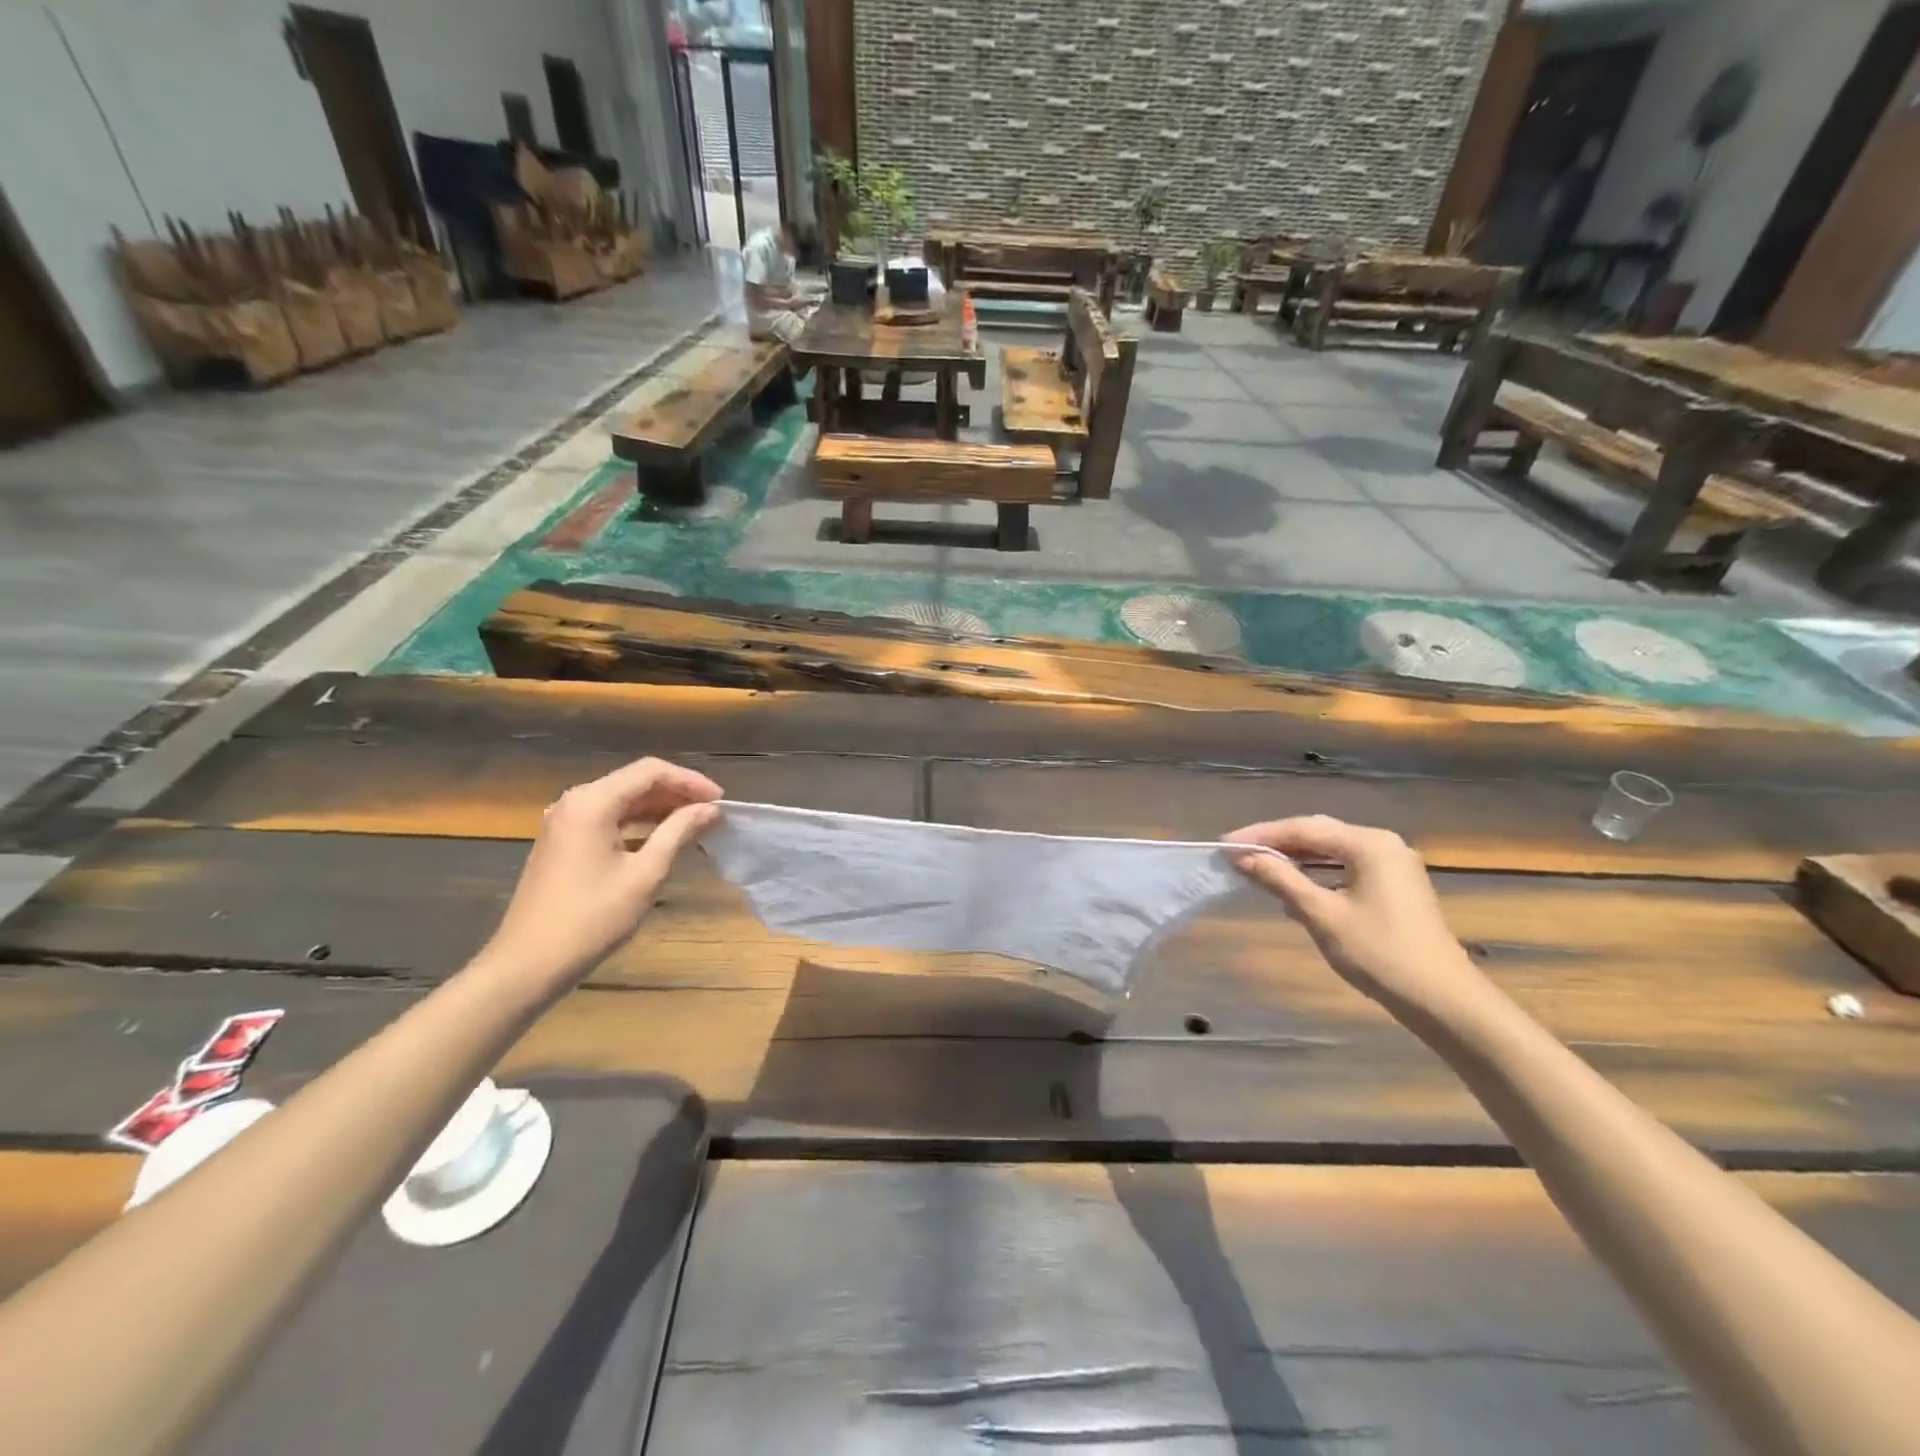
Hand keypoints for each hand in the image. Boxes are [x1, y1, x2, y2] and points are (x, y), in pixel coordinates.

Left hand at [484, 758, 722, 984]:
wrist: (528, 964)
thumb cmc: (592, 918)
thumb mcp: (645, 874)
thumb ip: (678, 832)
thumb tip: (710, 809)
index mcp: (592, 802)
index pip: (650, 771)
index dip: (690, 781)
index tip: (720, 801)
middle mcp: (575, 802)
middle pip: (634, 782)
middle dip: (676, 794)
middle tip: (712, 813)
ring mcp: (564, 822)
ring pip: (621, 800)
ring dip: (659, 809)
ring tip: (695, 825)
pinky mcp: (561, 842)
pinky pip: (607, 819)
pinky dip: (637, 824)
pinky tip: (661, 840)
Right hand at [1225, 816, 1486, 1015]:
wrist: (1442, 1000)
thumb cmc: (1379, 953)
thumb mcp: (1321, 914)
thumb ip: (1281, 880)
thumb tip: (1243, 858)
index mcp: (1368, 844)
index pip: (1303, 829)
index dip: (1260, 835)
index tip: (1224, 845)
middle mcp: (1383, 844)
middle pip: (1318, 834)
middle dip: (1276, 842)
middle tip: (1236, 853)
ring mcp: (1393, 865)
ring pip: (1331, 850)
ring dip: (1294, 858)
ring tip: (1257, 866)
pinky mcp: (1395, 886)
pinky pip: (1345, 866)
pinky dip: (1316, 872)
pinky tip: (1294, 885)